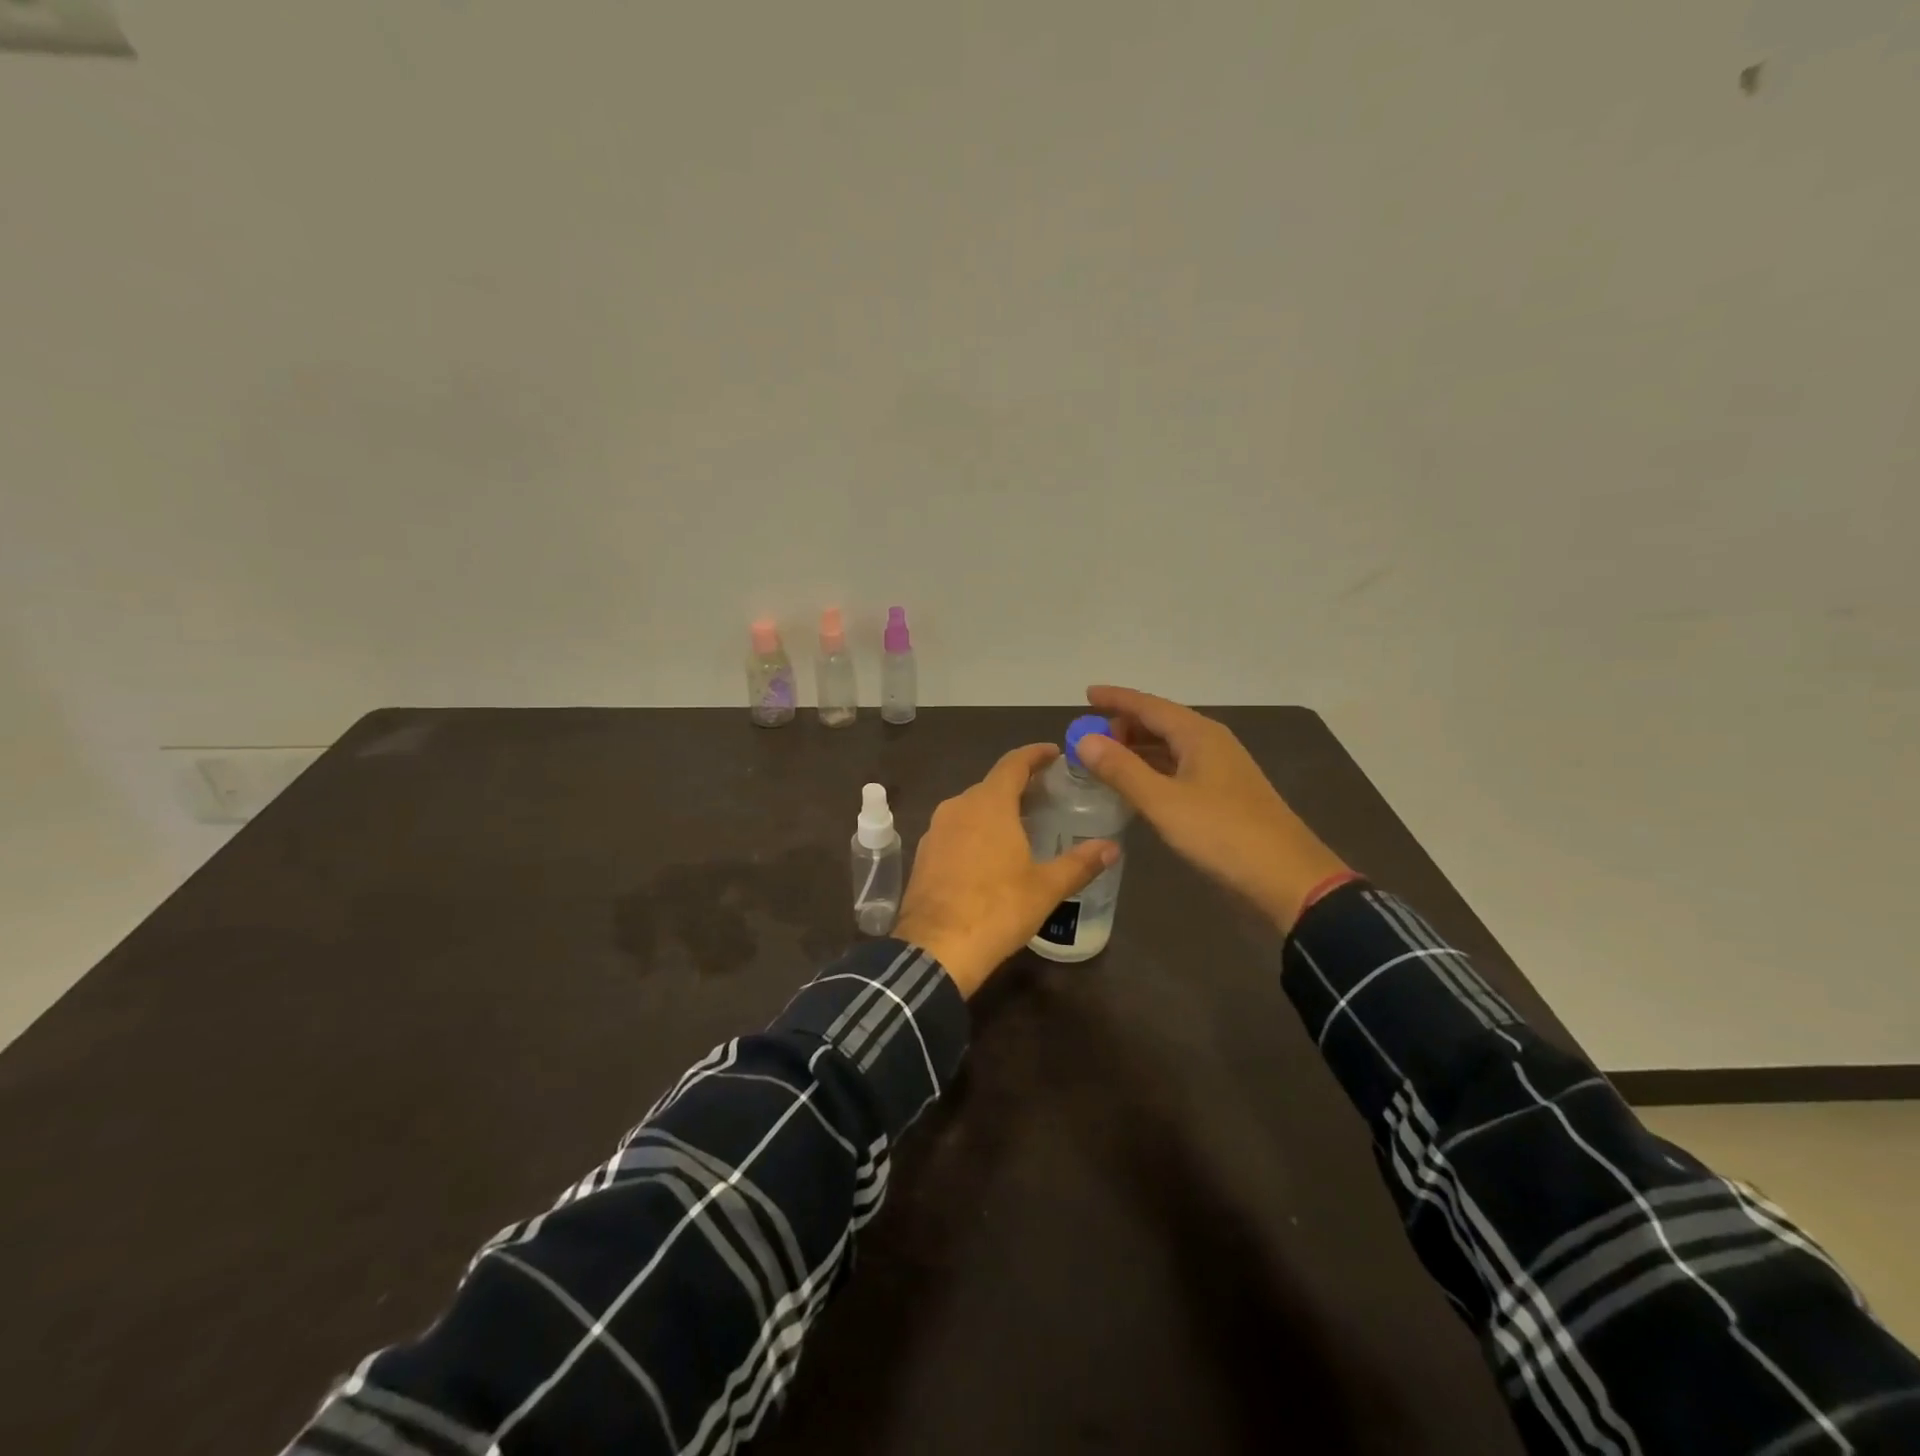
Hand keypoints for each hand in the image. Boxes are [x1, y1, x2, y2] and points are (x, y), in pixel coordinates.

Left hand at [896, 743, 1117, 997]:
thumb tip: (1112, 847)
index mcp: (988, 804)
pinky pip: (955, 830)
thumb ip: (1080, 863)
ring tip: (1022, 824)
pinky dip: (975, 831)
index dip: (1035, 754)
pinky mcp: (924, 854)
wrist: (935, 949)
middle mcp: (958, 806)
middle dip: (1018, 786)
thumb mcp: (1045, 888)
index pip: (1013, 764)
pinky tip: (990, 854)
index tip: (1054, 753)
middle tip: (1047, 796)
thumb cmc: (997, 910)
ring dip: (995, 809)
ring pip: (970, 808)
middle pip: (991, 785)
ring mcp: (936, 830)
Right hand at [1074, 686, 1349, 932]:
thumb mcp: (1163, 802)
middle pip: (1160, 723)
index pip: (1148, 705)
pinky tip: (1135, 786)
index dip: (1115, 698)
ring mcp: (1219, 770)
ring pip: (1169, 747)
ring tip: (1102, 758)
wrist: (1287, 879)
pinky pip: (1178, 769)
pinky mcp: (1222, 795)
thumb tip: (1084, 739)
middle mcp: (1210, 743)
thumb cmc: (1222, 833)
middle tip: (1087, 739)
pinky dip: (1151, 770)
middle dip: (1123, 726)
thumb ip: (1121, 770)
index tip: (1085, 694)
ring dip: (1136, 749)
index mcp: (1198, 735)